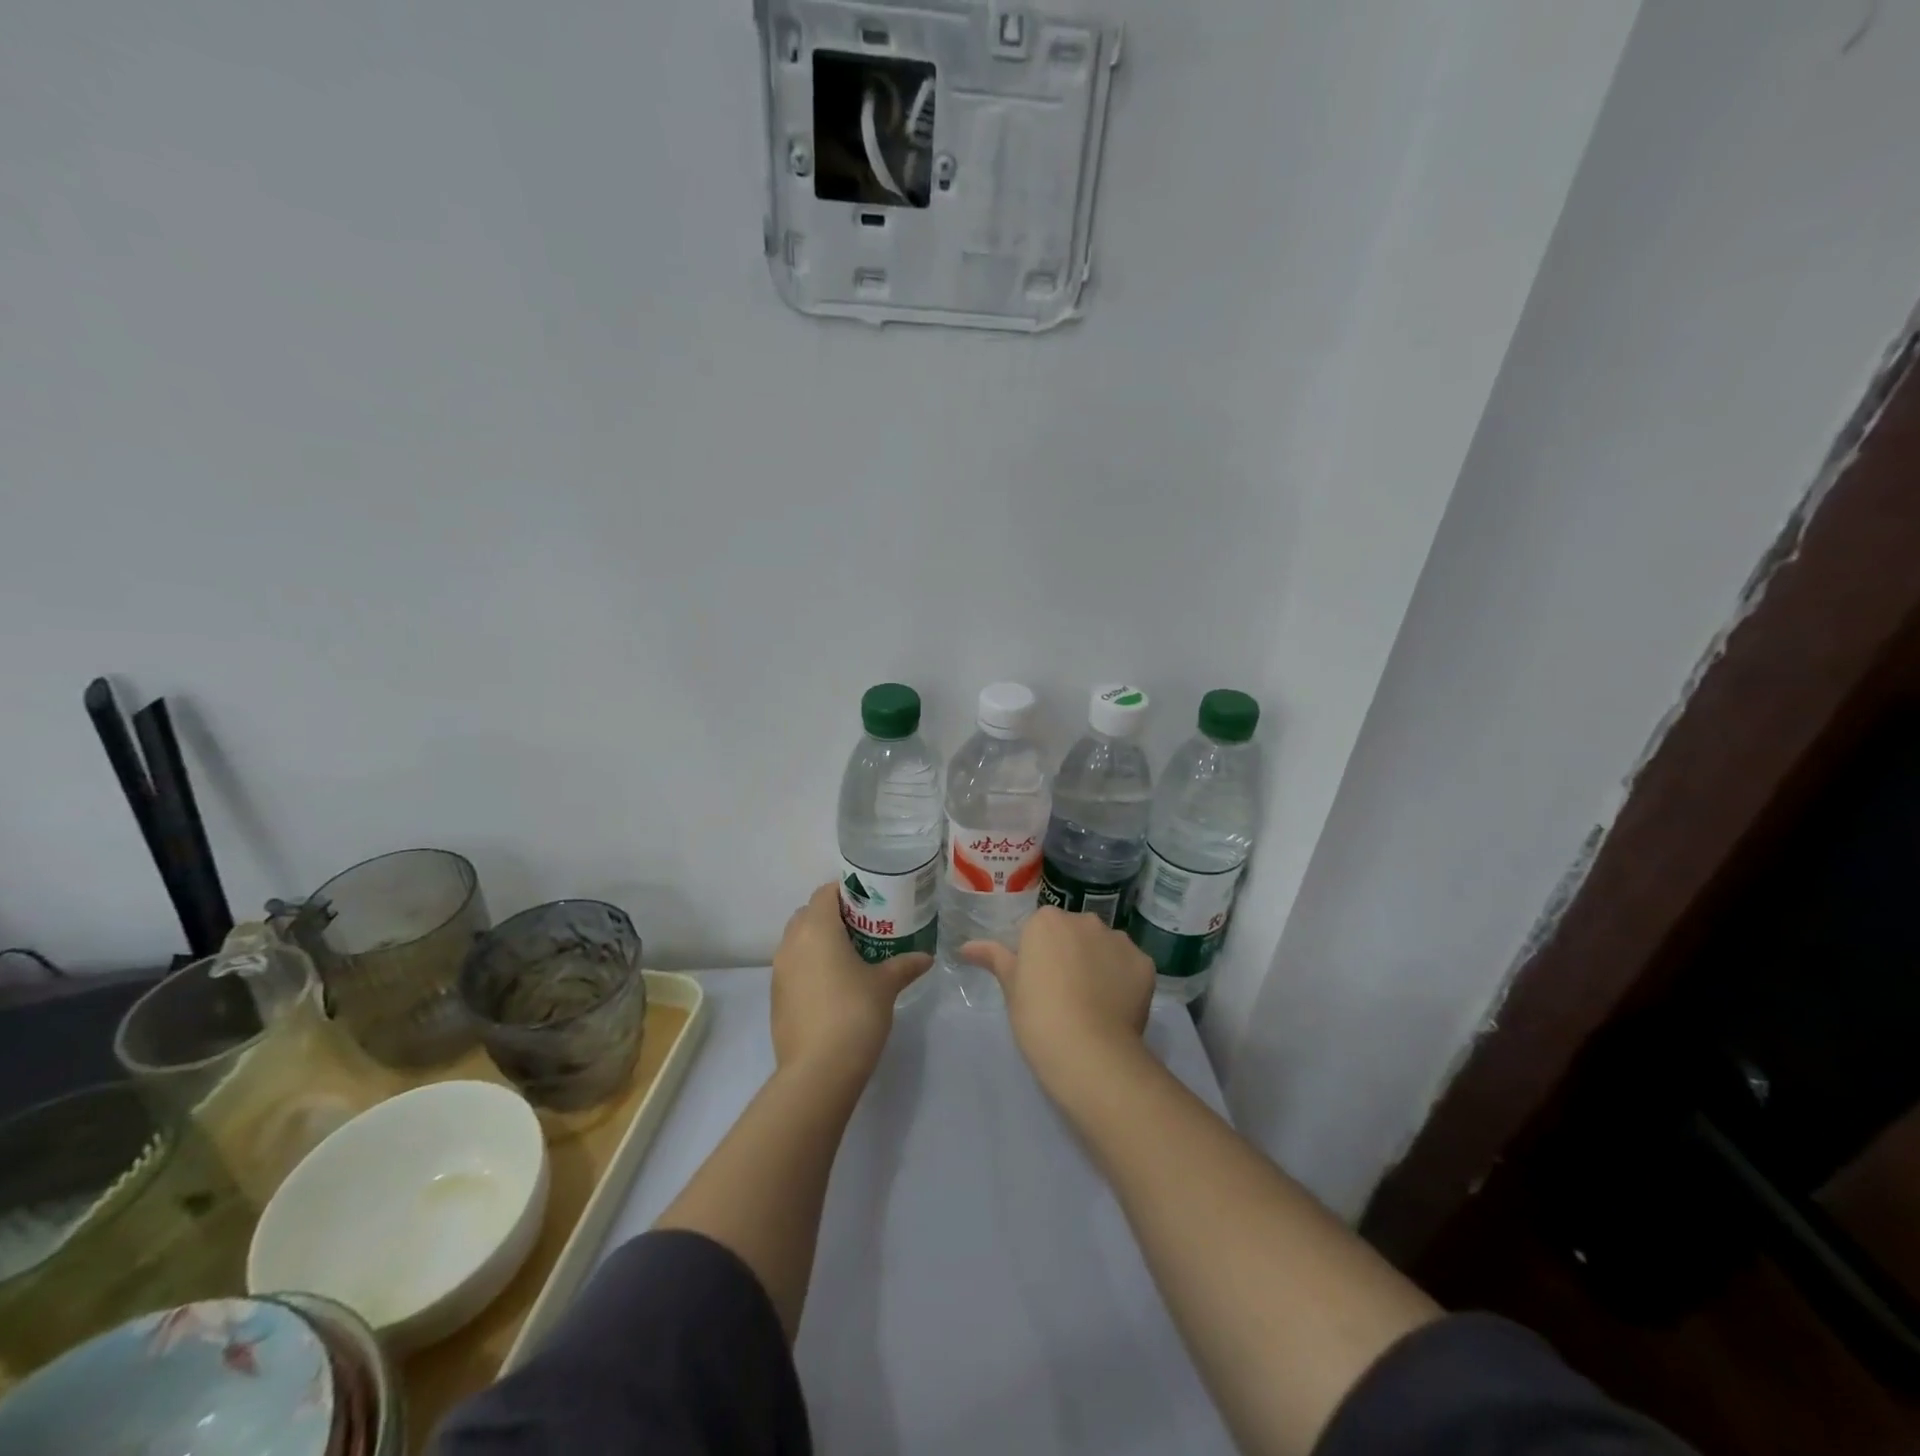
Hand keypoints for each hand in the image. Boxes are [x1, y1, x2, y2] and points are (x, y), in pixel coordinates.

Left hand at [771, 883, 931, 1080]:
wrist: (818, 1071)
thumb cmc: (854, 1014)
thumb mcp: (885, 985)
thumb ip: (905, 965)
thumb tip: (926, 957)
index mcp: (816, 928)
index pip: (825, 892)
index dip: (847, 891)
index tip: (870, 902)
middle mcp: (791, 942)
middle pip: (809, 913)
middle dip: (833, 915)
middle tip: (864, 928)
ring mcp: (779, 971)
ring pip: (798, 941)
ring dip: (820, 941)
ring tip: (850, 956)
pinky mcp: (776, 997)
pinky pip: (793, 967)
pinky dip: (810, 965)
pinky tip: (834, 985)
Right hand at [961, 907, 1154, 1095]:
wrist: (1088, 1051)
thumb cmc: (1038, 1016)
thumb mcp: (1011, 987)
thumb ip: (993, 958)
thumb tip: (966, 946)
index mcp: (1046, 921)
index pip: (1041, 929)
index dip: (1039, 955)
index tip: (1039, 982)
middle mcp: (1084, 920)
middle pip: (1075, 932)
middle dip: (1071, 953)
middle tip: (1064, 992)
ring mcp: (1118, 939)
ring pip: (1105, 946)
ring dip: (1099, 963)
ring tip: (1093, 1002)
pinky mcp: (1144, 962)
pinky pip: (1129, 966)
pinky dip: (1124, 980)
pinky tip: (1116, 1007)